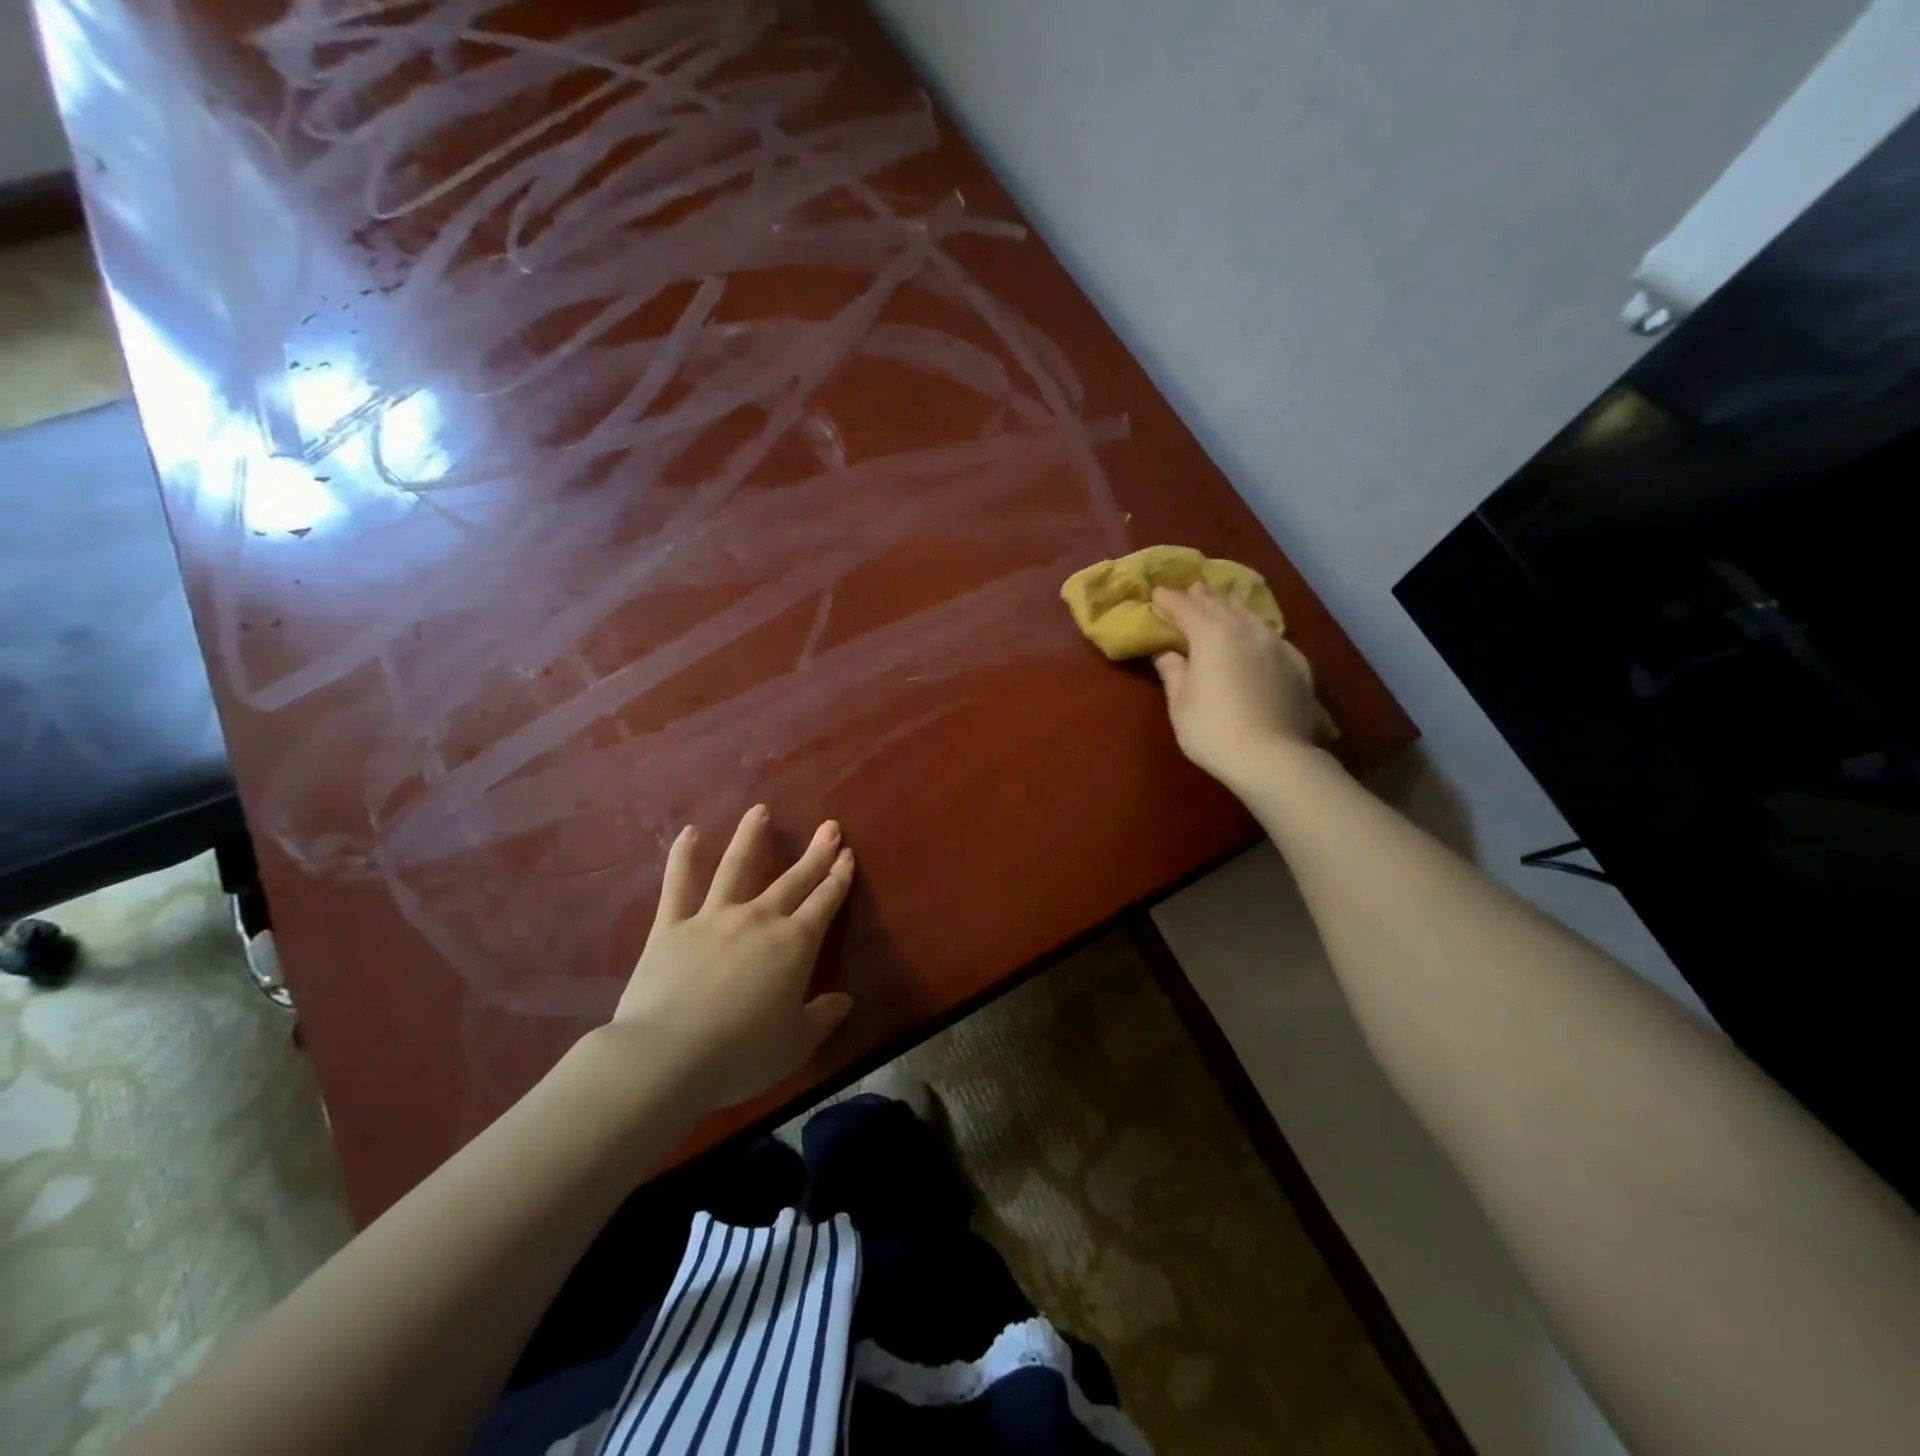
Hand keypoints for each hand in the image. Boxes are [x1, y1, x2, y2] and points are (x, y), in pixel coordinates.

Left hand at [604, 805, 855, 1111]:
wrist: (666, 1056)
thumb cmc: (740, 1055)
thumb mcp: (795, 1044)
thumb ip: (822, 1018)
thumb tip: (844, 1000)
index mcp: (794, 945)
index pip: (825, 902)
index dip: (839, 878)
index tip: (848, 855)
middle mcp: (758, 919)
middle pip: (792, 879)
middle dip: (815, 853)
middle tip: (829, 827)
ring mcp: (713, 917)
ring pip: (736, 867)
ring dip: (751, 837)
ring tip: (760, 810)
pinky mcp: (671, 926)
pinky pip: (678, 885)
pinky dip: (683, 858)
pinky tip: (689, 833)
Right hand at [1151, 584, 1320, 792]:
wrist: (1273, 758)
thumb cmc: (1214, 731)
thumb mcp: (1180, 704)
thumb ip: (1173, 672)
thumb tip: (1166, 652)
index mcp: (1211, 635)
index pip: (1185, 607)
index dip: (1169, 599)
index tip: (1156, 593)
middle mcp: (1245, 630)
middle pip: (1220, 604)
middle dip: (1202, 597)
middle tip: (1190, 590)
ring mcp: (1276, 644)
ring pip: (1249, 615)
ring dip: (1231, 606)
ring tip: (1222, 602)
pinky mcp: (1297, 663)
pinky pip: (1271, 635)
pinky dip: (1256, 629)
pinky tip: (1256, 635)